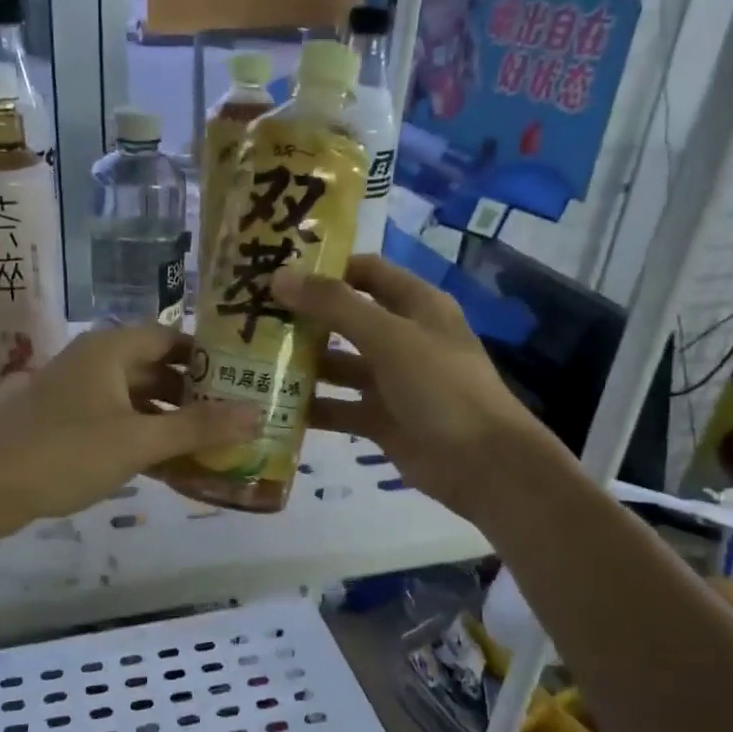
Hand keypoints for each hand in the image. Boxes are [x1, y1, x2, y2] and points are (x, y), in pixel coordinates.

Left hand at [0, 326, 259, 534]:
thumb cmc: (64, 453)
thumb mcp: (138, 441)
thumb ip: (198, 428)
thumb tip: (257, 413)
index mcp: (110, 349)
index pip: (172, 337)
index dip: (209, 355)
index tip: (244, 376)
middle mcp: (94, 362)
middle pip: (157, 369)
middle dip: (195, 393)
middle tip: (237, 414)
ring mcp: (78, 394)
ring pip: (138, 399)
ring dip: (172, 420)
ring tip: (214, 443)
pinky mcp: (67, 424)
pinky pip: (118, 422)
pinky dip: (145, 438)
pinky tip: (173, 465)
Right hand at [272, 255, 557, 521]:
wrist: (481, 463)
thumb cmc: (441, 386)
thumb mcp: (389, 337)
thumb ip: (335, 306)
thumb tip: (279, 277)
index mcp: (416, 305)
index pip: (367, 272)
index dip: (326, 268)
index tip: (277, 271)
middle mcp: (403, 338)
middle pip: (346, 318)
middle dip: (304, 317)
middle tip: (251, 316)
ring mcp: (392, 381)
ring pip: (339, 365)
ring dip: (303, 364)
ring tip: (252, 360)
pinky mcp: (381, 420)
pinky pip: (340, 407)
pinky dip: (312, 407)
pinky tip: (274, 406)